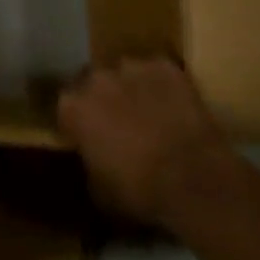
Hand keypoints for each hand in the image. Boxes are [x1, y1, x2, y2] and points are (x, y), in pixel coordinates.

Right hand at [58, 58, 234, 225]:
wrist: (193, 176)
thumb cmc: (140, 190)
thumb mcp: (101, 192)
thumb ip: (89, 164)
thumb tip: (92, 157)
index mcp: (75, 107)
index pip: (66, 108)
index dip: (77, 123)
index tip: (87, 138)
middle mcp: (97, 78)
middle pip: (94, 83)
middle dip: (102, 100)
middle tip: (119, 124)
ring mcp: (132, 66)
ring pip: (126, 74)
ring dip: (131, 90)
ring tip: (149, 114)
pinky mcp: (165, 66)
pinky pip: (157, 73)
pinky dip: (161, 87)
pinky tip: (174, 108)